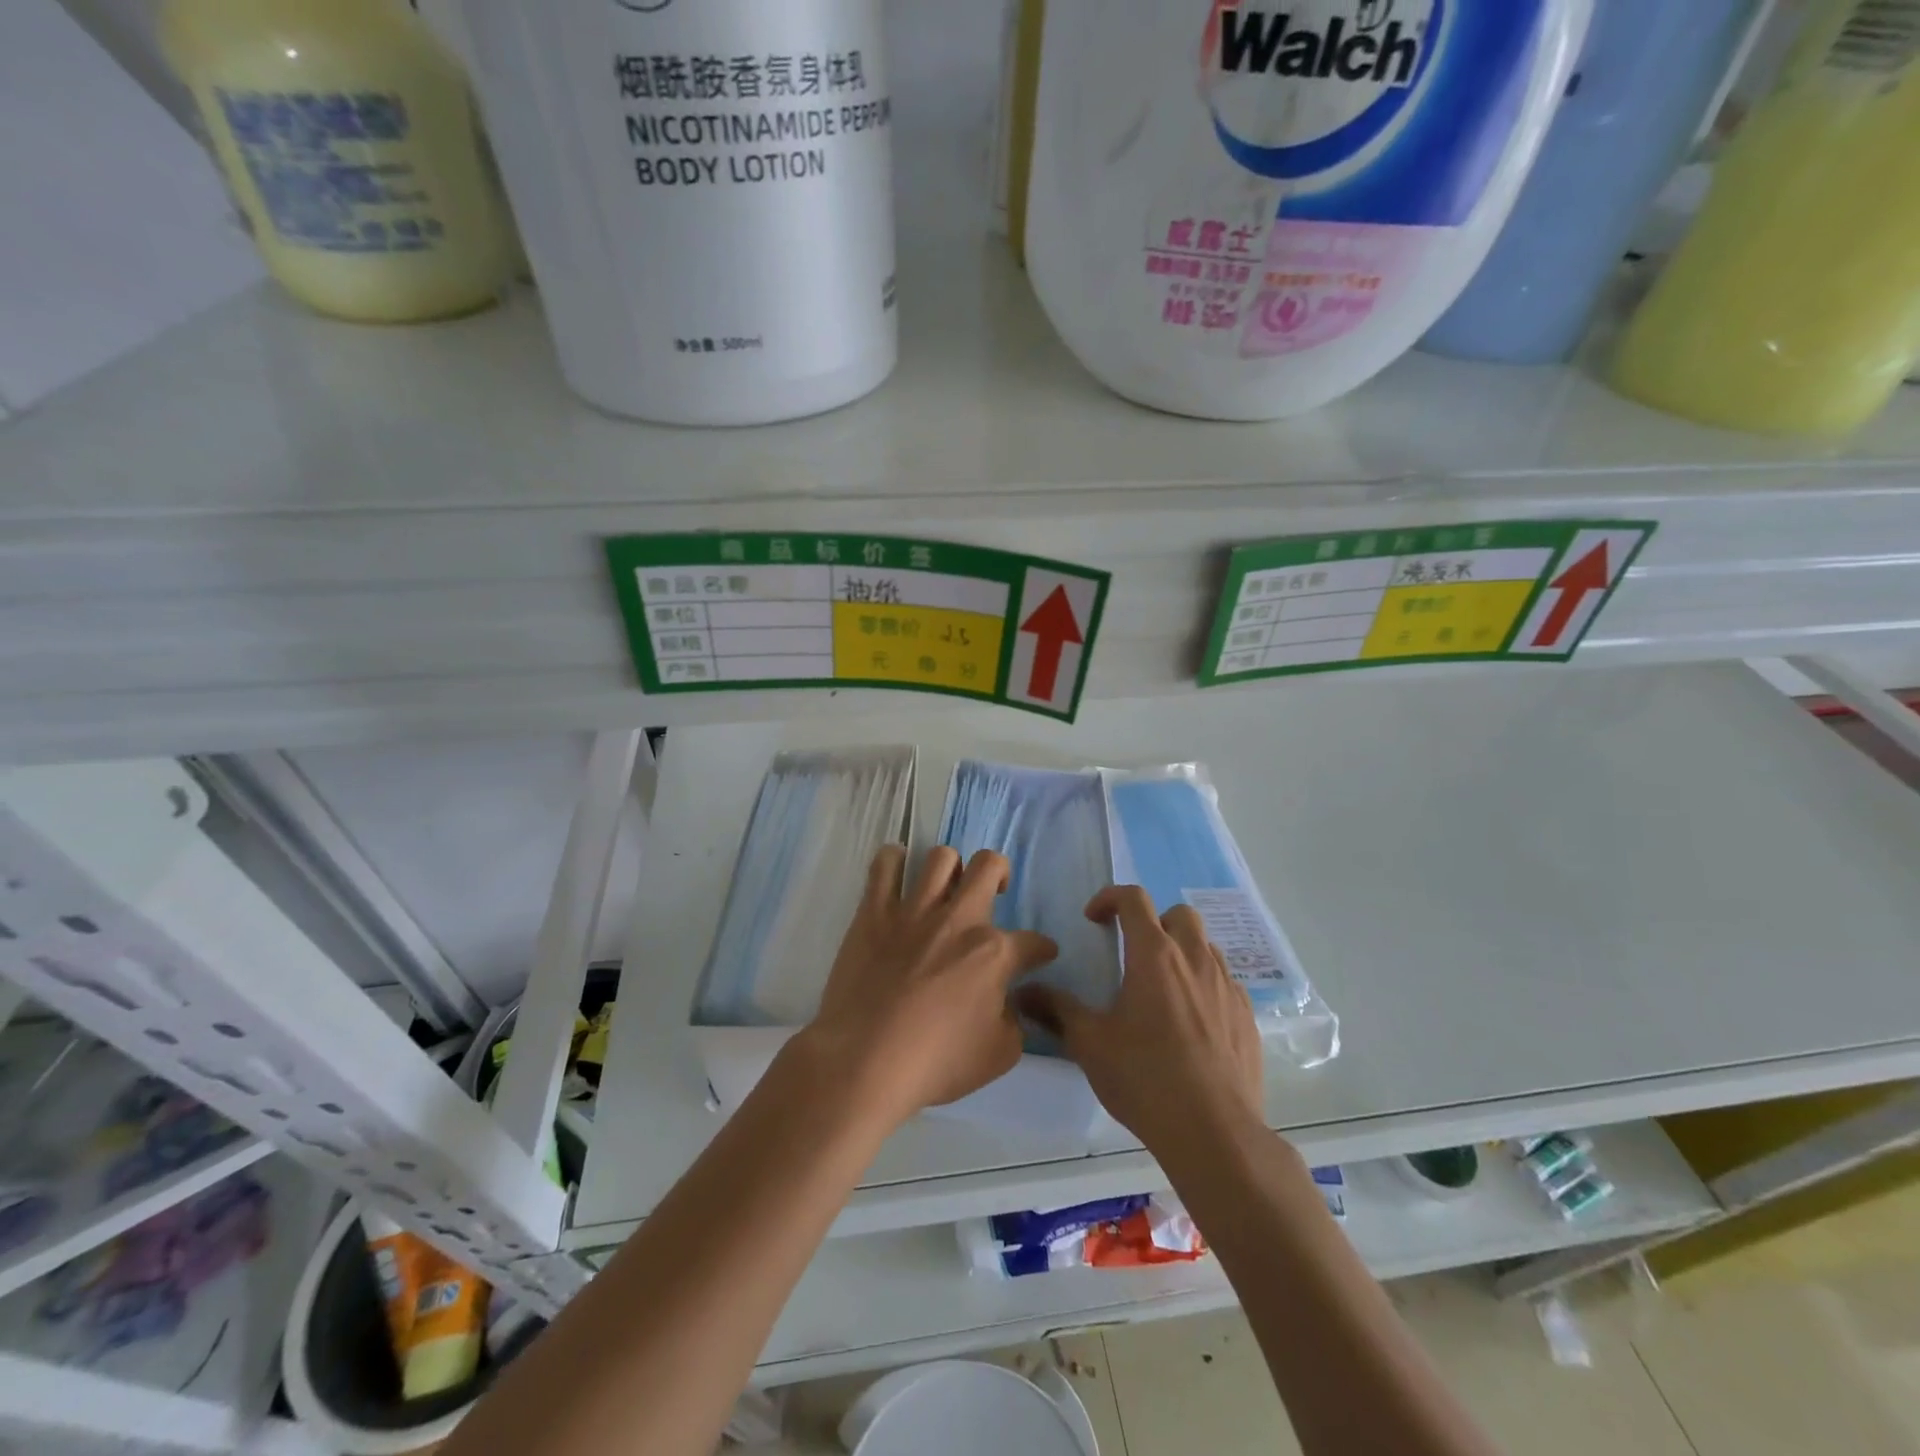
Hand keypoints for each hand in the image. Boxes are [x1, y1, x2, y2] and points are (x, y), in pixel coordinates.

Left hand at [799, 845, 1057, 1125]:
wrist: (865, 1061)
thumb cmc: (935, 1064)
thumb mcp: (999, 1055)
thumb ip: (1013, 1021)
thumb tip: (1007, 1003)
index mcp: (994, 953)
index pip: (1033, 942)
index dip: (1042, 949)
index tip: (1040, 954)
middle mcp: (958, 919)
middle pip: (990, 866)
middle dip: (1000, 874)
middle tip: (994, 893)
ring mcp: (914, 910)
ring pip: (941, 857)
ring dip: (950, 868)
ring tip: (946, 886)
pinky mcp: (874, 911)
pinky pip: (885, 865)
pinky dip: (894, 861)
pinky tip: (898, 871)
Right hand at [1019, 886, 1262, 1153]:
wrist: (1214, 1132)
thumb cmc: (1145, 1078)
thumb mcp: (1090, 1043)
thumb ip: (1057, 1010)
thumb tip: (1023, 992)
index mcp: (1154, 955)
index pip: (1134, 899)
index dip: (1109, 898)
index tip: (1093, 921)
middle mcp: (1195, 959)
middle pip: (1179, 914)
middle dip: (1153, 921)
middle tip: (1133, 953)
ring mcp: (1227, 986)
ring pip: (1206, 946)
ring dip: (1182, 952)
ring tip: (1161, 989)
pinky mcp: (1247, 1016)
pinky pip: (1225, 982)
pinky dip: (1204, 985)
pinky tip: (1190, 1023)